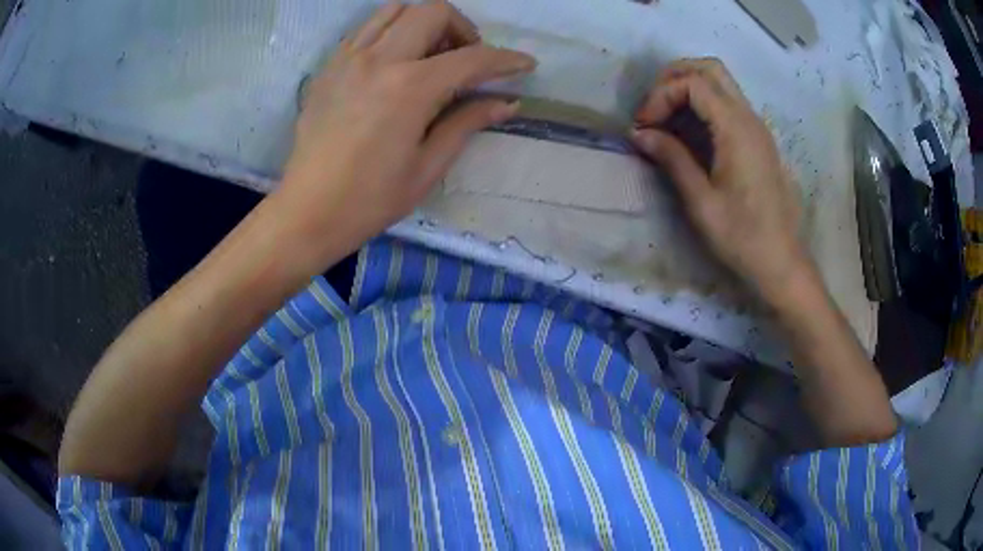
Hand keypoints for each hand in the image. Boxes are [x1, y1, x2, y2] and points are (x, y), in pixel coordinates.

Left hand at [274, 1, 535, 267]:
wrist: (306, 211)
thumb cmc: (369, 200)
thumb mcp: (427, 167)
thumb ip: (467, 123)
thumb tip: (507, 102)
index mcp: (410, 88)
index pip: (472, 58)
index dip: (506, 59)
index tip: (525, 64)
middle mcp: (379, 60)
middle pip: (433, 12)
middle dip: (462, 29)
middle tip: (467, 60)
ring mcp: (349, 58)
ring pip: (396, 10)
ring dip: (423, 23)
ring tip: (430, 55)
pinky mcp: (329, 67)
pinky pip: (365, 29)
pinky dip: (390, 33)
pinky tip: (394, 63)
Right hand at [630, 58, 811, 305]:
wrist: (781, 262)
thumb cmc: (742, 237)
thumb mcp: (701, 201)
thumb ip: (672, 158)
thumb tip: (640, 133)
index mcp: (736, 129)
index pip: (693, 83)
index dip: (661, 95)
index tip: (643, 125)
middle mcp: (749, 118)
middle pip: (710, 69)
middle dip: (674, 77)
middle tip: (653, 106)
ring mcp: (756, 128)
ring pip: (720, 83)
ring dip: (688, 89)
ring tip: (665, 118)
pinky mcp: (757, 140)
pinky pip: (728, 104)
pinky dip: (702, 105)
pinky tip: (688, 132)